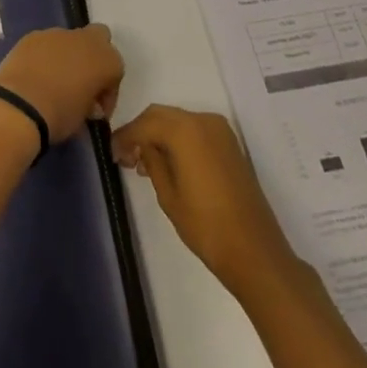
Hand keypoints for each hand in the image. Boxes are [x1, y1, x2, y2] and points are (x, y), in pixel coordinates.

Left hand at [0, 24, 123, 144]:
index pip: (116, 70)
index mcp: (106, 60)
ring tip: (54, 82)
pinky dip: (45, 56)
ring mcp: (57, 34)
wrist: (19, 105)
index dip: (108, 92)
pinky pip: (46, 43)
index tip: (96, 111)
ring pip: (70, 40)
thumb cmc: (59, 115)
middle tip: (82, 83)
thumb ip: (91, 103)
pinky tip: (35, 76)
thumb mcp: (85, 118)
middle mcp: (85, 40)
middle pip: (99, 38)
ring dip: (67, 56)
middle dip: (94, 57)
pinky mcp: (32, 35)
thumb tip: (87, 103)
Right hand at [112, 105, 297, 292]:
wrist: (255, 252)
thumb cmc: (206, 226)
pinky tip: (169, 162)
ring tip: (145, 163)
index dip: (125, 136)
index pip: (145, 123)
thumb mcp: (168, 195)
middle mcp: (203, 120)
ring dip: (159, 135)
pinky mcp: (230, 143)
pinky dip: (178, 139)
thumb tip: (141, 147)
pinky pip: (195, 130)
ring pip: (178, 121)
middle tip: (126, 156)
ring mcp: (220, 130)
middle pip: (161, 116)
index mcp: (185, 130)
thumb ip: (152, 162)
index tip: (111, 152)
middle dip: (141, 131)